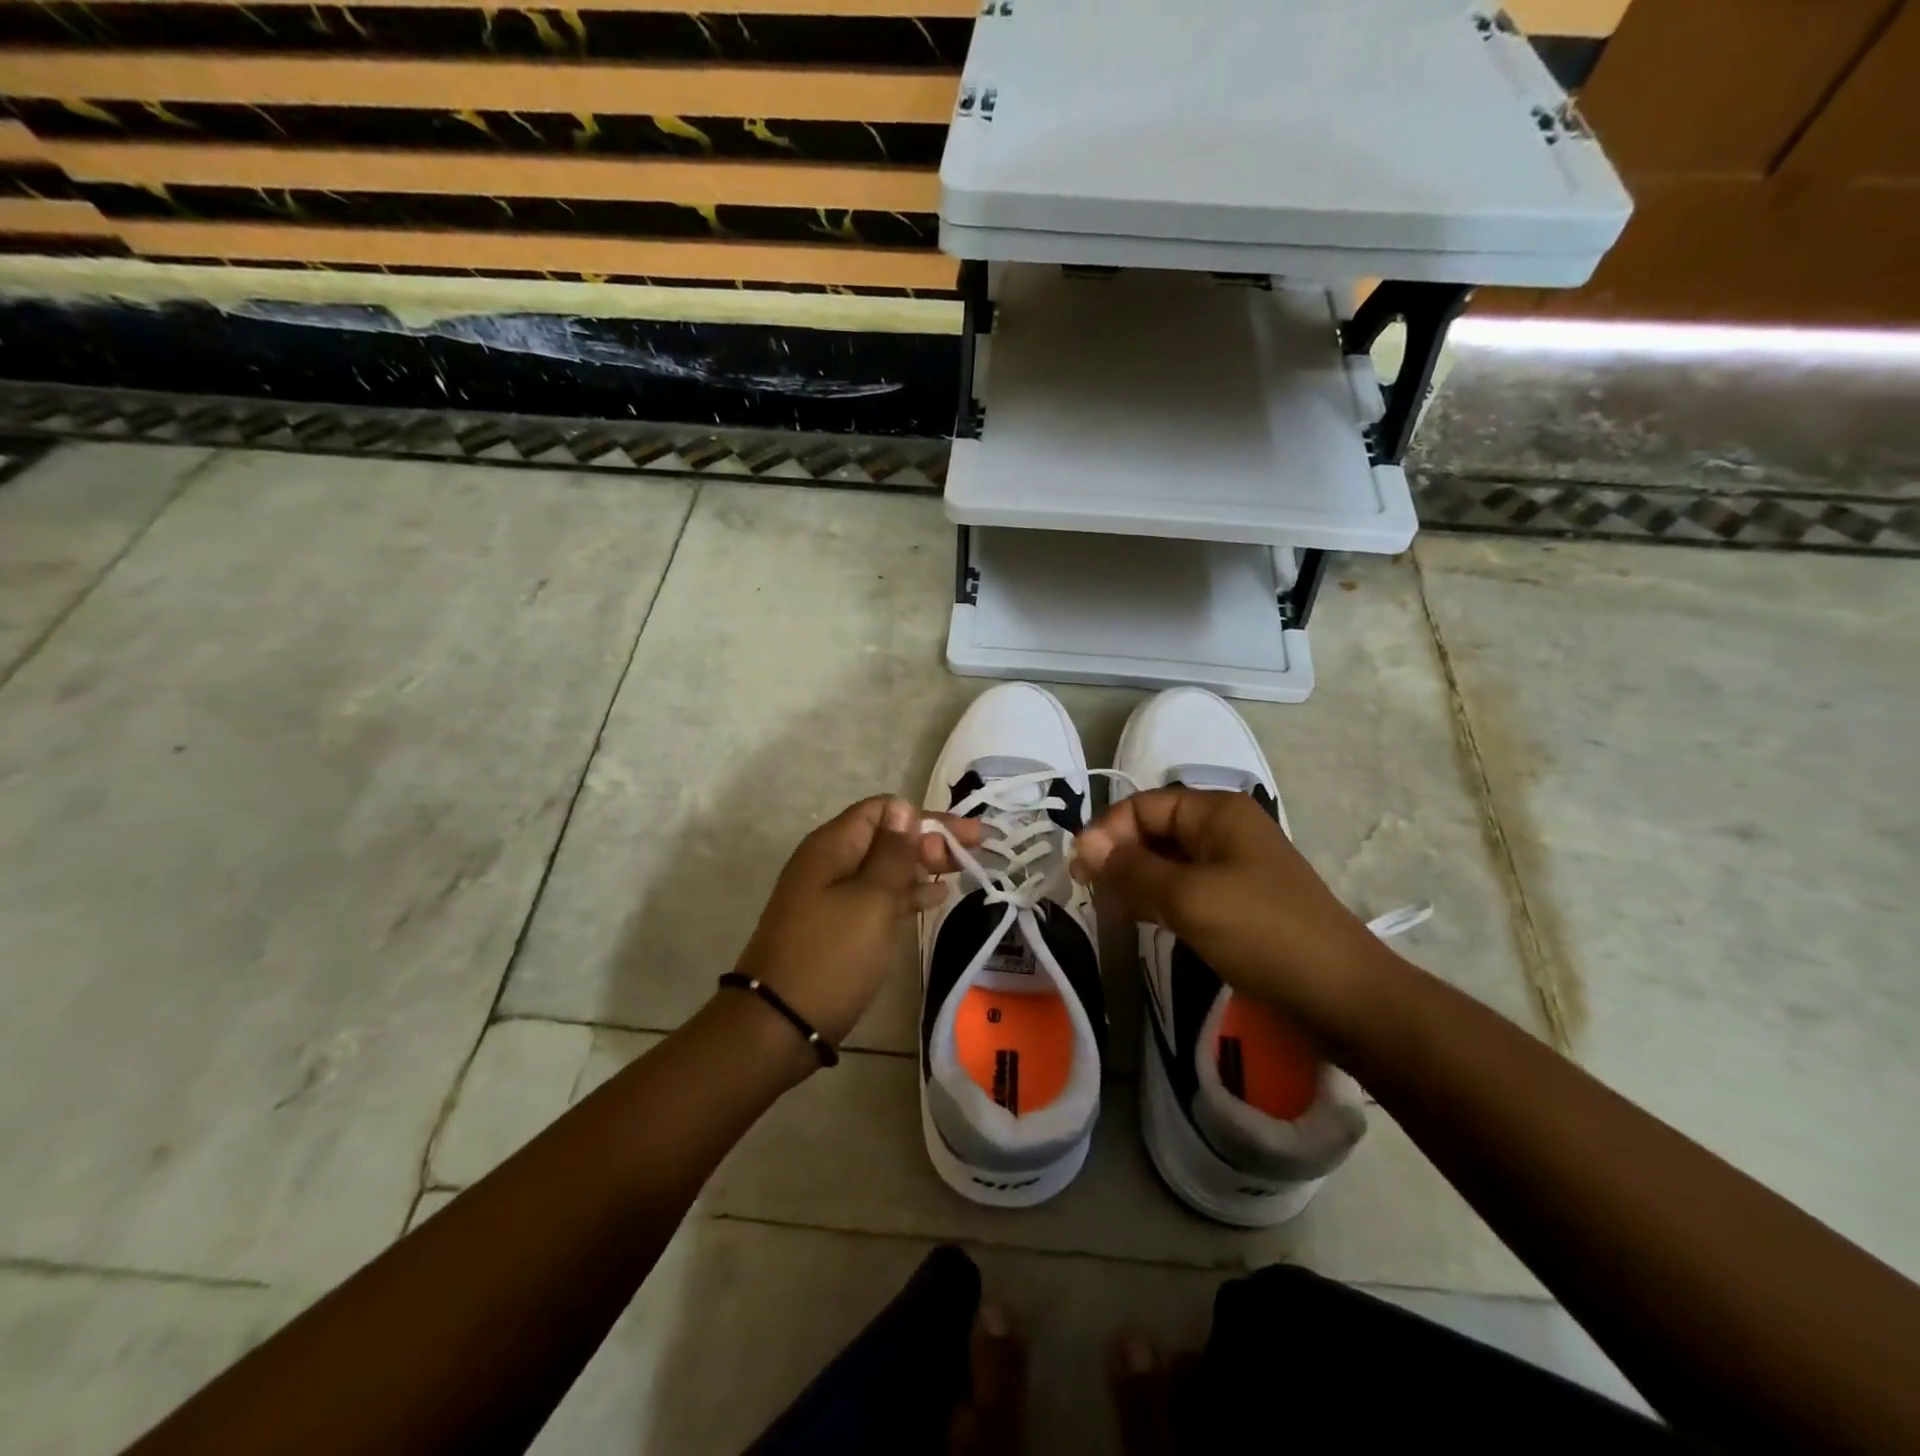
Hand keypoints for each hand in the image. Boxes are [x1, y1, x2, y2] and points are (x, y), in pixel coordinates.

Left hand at [736, 797, 983, 1047]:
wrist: (779, 1025)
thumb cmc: (831, 956)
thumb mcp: (871, 900)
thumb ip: (892, 853)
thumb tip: (903, 808)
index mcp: (833, 846)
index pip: (883, 809)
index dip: (924, 817)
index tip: (961, 836)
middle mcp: (830, 862)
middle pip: (887, 836)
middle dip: (930, 839)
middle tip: (975, 851)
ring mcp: (831, 895)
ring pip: (885, 867)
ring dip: (923, 866)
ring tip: (964, 870)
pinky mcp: (837, 925)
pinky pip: (877, 896)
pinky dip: (906, 893)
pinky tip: (937, 898)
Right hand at [1072, 788, 1384, 1031]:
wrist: (1342, 994)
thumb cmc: (1261, 933)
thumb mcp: (1188, 897)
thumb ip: (1131, 869)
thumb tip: (1085, 846)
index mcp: (1217, 812)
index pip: (1143, 805)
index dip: (1107, 832)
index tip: (1079, 870)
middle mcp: (1225, 829)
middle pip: (1155, 830)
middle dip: (1120, 856)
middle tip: (1089, 892)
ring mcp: (1235, 865)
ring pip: (1169, 861)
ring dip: (1137, 879)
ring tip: (1112, 909)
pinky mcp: (1240, 900)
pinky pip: (1187, 887)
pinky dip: (1161, 899)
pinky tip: (1145, 920)